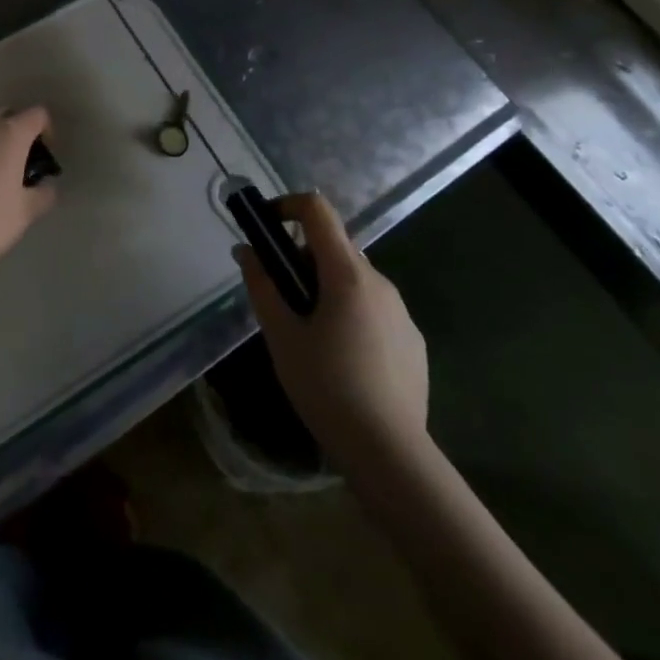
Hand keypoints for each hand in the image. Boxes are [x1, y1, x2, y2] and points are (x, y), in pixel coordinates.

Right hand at [236, 192, 428, 460]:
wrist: (390, 453)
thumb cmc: (326, 387)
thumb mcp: (281, 336)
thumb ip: (262, 286)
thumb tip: (246, 251)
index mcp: (347, 274)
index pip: (318, 210)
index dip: (288, 206)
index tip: (266, 228)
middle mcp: (379, 282)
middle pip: (335, 246)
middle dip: (302, 258)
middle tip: (280, 296)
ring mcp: (401, 311)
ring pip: (355, 279)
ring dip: (327, 287)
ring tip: (308, 332)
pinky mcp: (413, 340)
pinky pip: (375, 308)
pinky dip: (351, 313)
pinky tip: (342, 358)